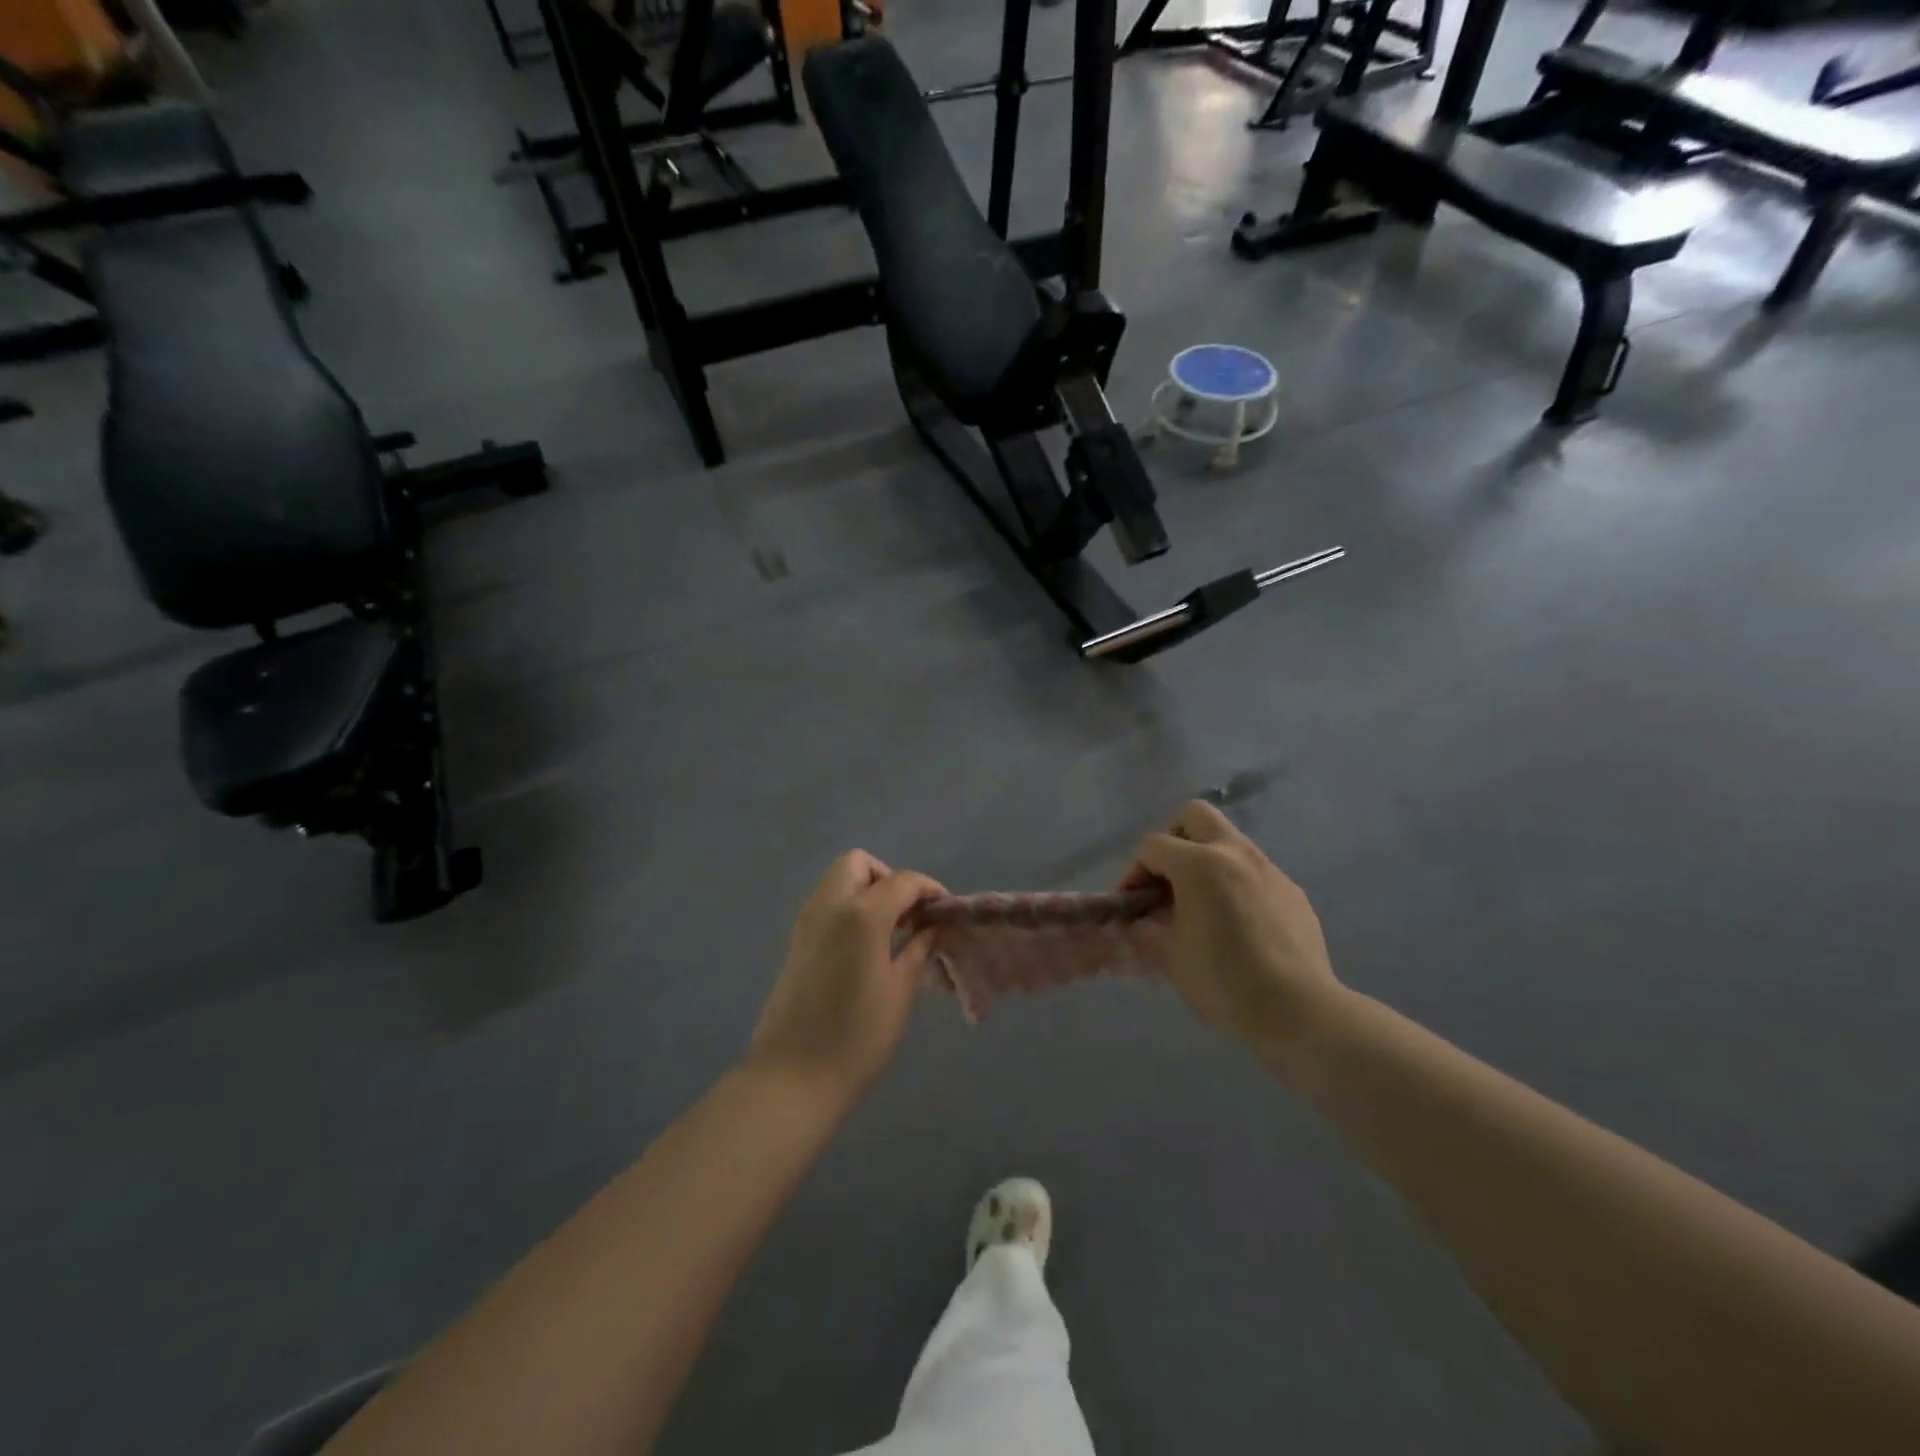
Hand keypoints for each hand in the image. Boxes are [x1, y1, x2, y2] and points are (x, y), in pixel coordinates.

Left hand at [749, 852, 945, 1101]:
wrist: (793, 1076)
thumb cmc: (858, 1037)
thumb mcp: (899, 991)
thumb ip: (917, 949)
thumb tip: (930, 927)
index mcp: (862, 914)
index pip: (902, 881)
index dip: (928, 888)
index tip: (944, 909)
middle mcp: (830, 906)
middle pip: (859, 864)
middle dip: (888, 877)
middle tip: (908, 913)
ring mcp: (807, 922)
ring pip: (838, 880)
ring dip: (866, 890)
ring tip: (891, 930)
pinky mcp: (796, 941)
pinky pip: (826, 904)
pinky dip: (849, 907)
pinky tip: (866, 945)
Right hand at [1121, 801, 1342, 1055]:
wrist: (1298, 1010)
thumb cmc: (1223, 979)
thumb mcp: (1169, 956)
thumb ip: (1146, 930)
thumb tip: (1136, 923)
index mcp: (1200, 863)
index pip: (1153, 846)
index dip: (1133, 872)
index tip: (1131, 906)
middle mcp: (1235, 853)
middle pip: (1195, 816)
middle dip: (1173, 839)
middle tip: (1166, 879)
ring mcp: (1269, 870)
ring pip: (1228, 843)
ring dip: (1206, 863)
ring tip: (1199, 907)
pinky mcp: (1293, 893)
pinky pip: (1254, 873)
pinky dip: (1235, 885)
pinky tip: (1235, 926)